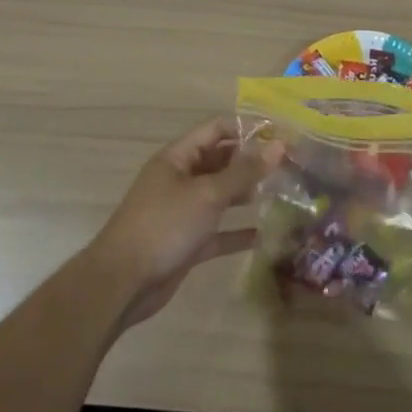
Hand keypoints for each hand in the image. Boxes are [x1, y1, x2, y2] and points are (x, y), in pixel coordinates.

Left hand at [88, 118, 281, 327]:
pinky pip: (218, 231)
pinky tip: (264, 234)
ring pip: (220, 196)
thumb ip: (244, 171)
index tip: (280, 134)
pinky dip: (237, 231)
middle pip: (220, 161)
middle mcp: (180, 180)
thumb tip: (279, 145)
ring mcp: (183, 212)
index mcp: (177, 158)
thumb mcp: (207, 194)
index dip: (246, 128)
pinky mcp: (187, 243)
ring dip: (247, 194)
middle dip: (251, 161)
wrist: (122, 283)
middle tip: (289, 165)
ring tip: (282, 193)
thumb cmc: (164, 226)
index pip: (216, 130)